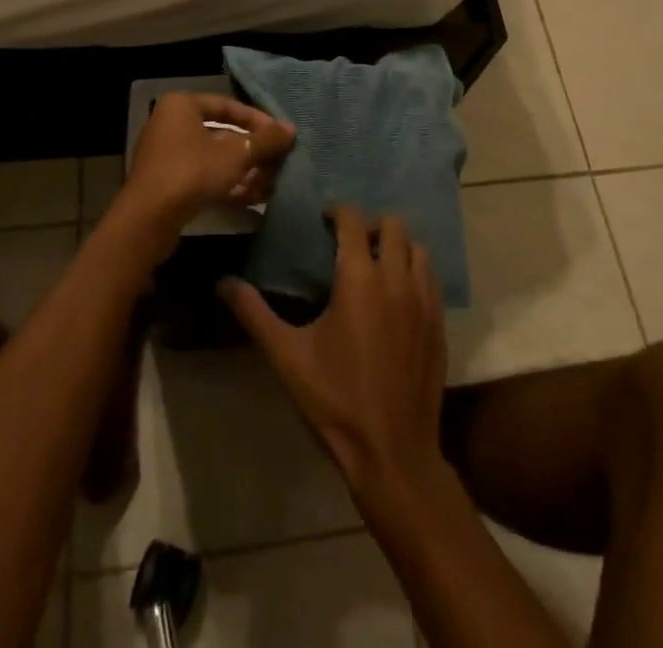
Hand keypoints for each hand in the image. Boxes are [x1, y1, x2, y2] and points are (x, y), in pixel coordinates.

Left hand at [120, 93, 294, 250]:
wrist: (147, 220)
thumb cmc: (192, 172)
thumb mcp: (236, 155)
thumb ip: (265, 141)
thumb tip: (290, 129)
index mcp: (182, 105)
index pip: (228, 106)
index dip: (258, 121)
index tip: (281, 136)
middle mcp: (171, 124)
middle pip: (222, 134)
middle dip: (252, 152)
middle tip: (278, 164)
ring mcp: (167, 155)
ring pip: (214, 158)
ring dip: (244, 172)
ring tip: (271, 186)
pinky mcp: (167, 183)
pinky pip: (203, 177)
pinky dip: (227, 185)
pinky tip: (254, 200)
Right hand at [221, 206, 447, 498]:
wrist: (393, 451)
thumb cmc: (335, 399)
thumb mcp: (287, 355)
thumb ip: (254, 313)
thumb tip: (223, 282)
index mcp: (359, 278)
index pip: (354, 221)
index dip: (338, 211)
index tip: (324, 218)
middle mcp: (396, 279)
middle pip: (393, 225)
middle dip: (371, 224)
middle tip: (350, 241)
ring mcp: (424, 300)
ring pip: (418, 249)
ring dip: (397, 246)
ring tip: (376, 263)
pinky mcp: (439, 323)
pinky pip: (431, 278)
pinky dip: (415, 271)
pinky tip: (398, 294)